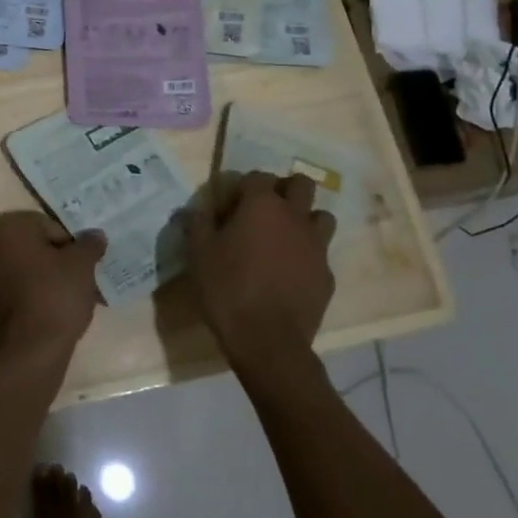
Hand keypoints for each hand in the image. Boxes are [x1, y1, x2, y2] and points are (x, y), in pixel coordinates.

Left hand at [0, 213, 104, 363]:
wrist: (30, 352)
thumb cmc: (56, 295)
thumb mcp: (82, 265)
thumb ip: (89, 244)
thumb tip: (95, 235)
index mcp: (9, 229)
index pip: (49, 226)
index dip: (72, 244)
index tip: (85, 264)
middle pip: (35, 248)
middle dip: (59, 262)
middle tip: (82, 280)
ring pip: (25, 271)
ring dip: (47, 280)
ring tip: (72, 300)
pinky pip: (16, 293)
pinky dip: (33, 298)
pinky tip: (54, 315)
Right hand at [186, 172, 336, 382]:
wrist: (268, 341)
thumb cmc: (227, 289)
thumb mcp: (198, 255)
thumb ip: (197, 225)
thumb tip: (191, 210)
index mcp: (262, 205)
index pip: (257, 176)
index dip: (243, 187)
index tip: (230, 206)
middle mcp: (294, 217)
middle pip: (301, 184)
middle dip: (285, 190)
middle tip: (265, 211)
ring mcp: (316, 246)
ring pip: (321, 217)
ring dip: (305, 220)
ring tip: (284, 239)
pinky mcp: (327, 275)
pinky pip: (321, 254)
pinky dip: (308, 257)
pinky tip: (291, 274)